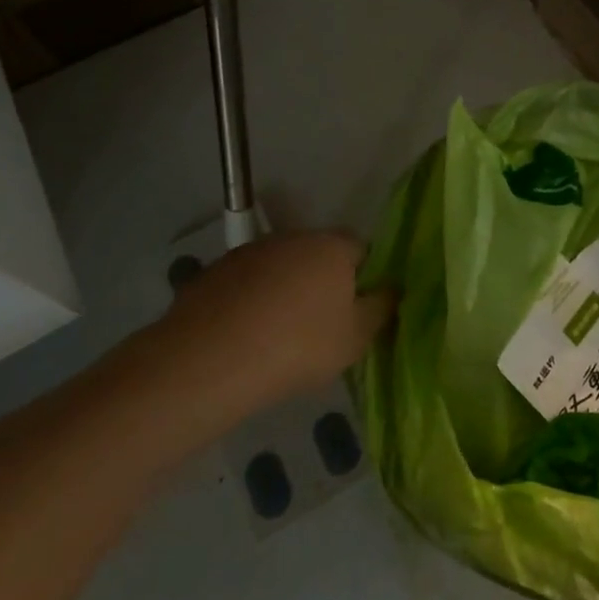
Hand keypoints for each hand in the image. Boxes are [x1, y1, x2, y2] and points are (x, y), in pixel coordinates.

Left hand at [120, 231, 394, 443]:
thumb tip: (392, 289)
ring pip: (280, 269)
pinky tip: (245, 337)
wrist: (207, 362)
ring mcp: (248, 252)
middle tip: (323, 327)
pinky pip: (246, 285)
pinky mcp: (212, 273)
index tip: (358, 312)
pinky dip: (250, 303)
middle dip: (324, 283)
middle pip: (320, 256)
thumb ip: (381, 308)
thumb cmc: (297, 346)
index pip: (363, 250)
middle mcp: (292, 237)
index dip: (365, 279)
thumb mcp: (356, 338)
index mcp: (332, 246)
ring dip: (285, 291)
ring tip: (279, 336)